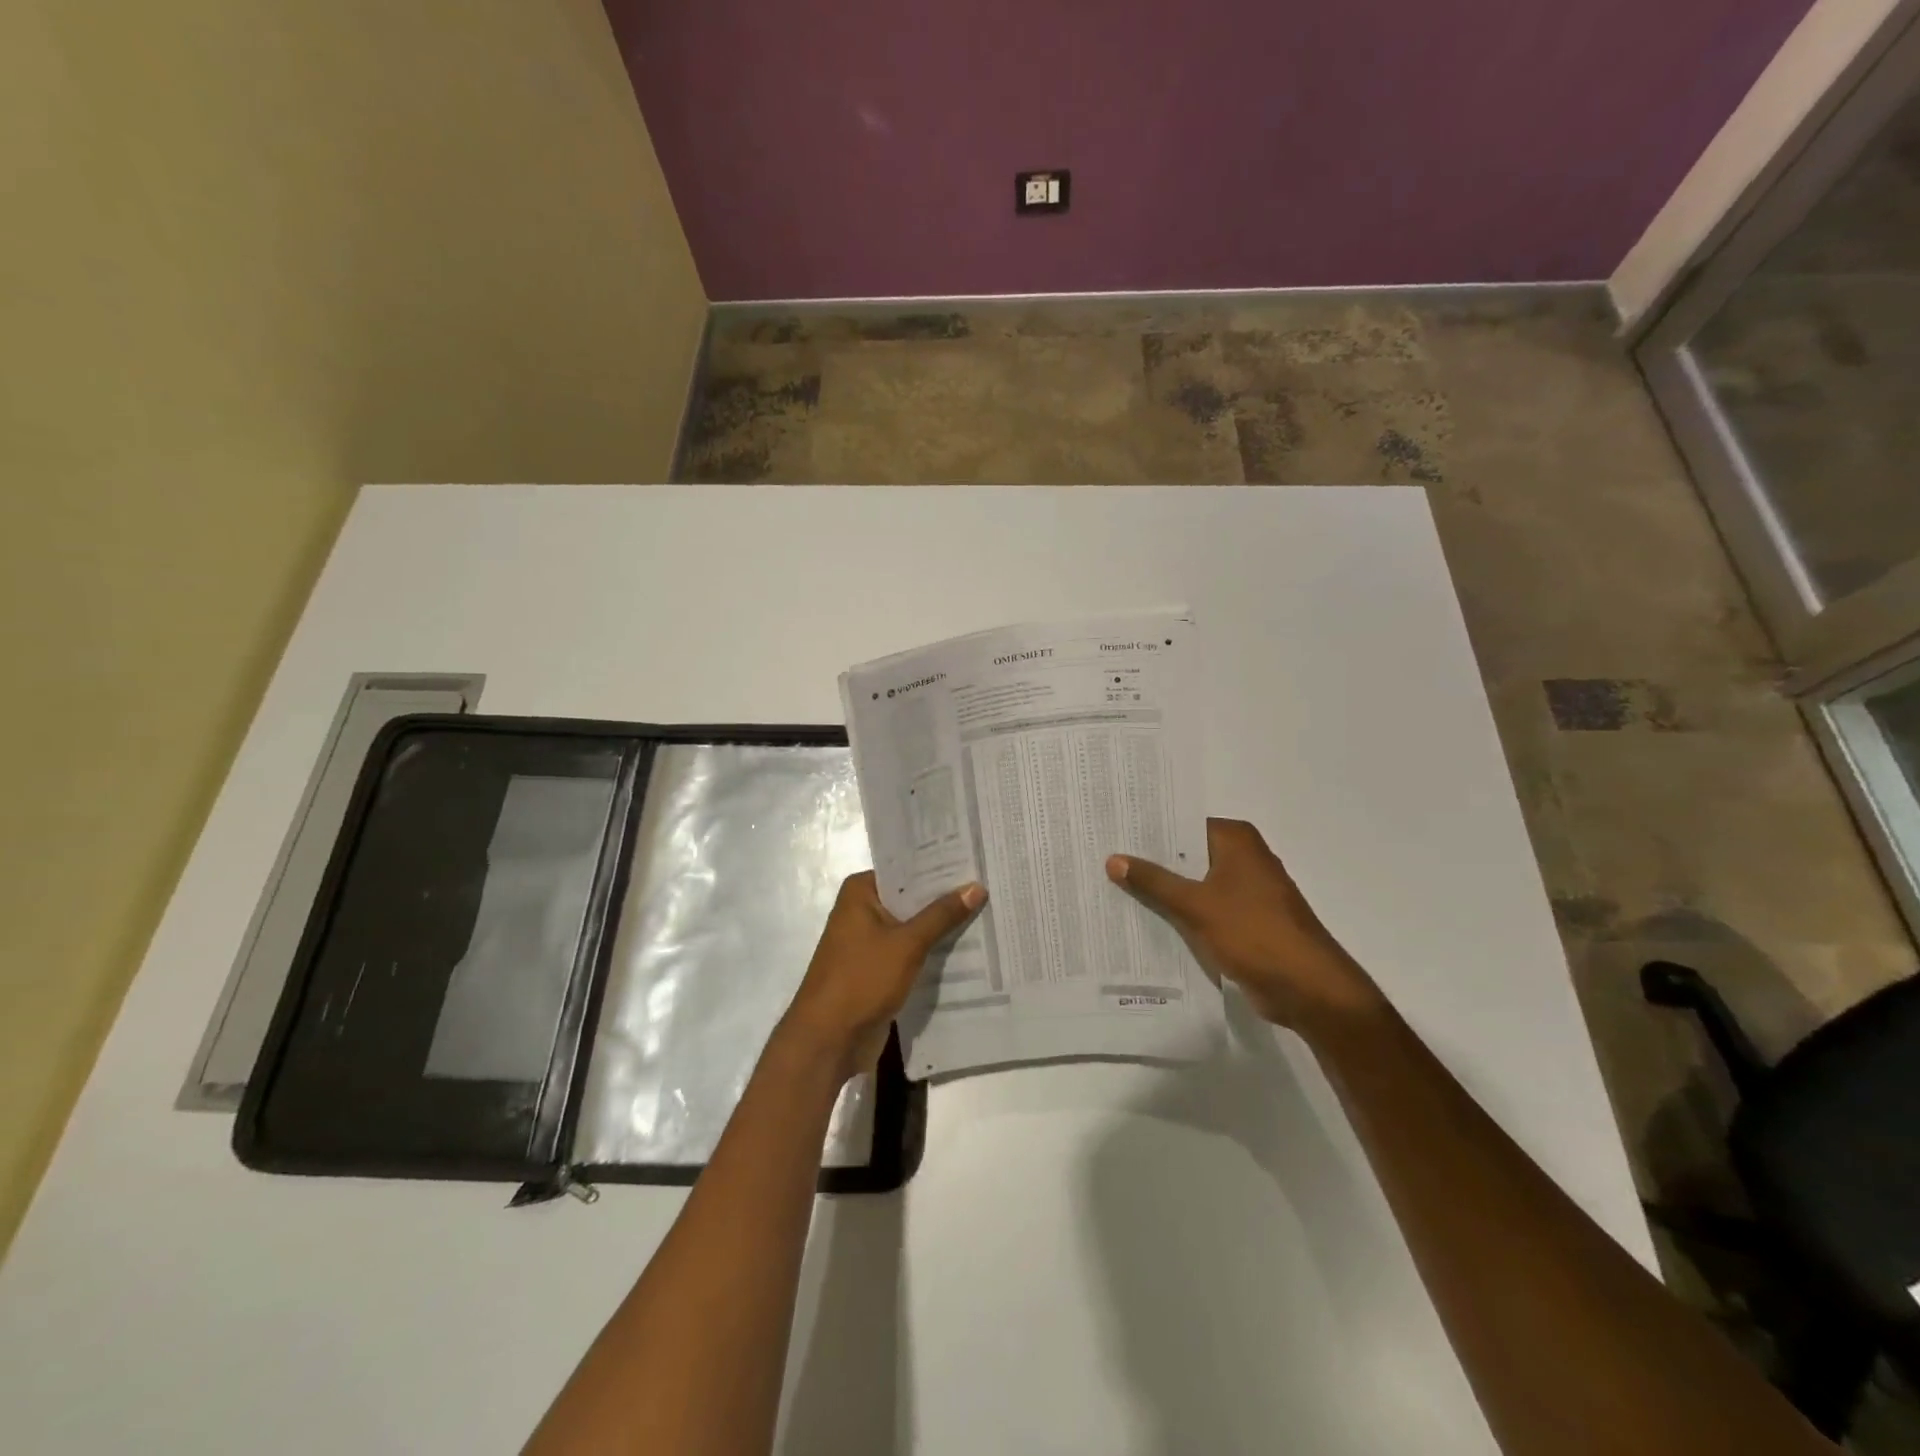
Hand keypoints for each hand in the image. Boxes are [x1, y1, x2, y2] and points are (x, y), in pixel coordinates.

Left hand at [782, 871, 985, 1080]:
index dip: (941, 866)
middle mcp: (863, 910)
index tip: (975, 860)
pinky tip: (968, 947)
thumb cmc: (862, 979)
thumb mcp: (907, 943)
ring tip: (988, 912)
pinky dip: (932, 950)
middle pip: (911, 897)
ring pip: (913, 926)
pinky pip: (910, 951)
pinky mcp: (878, 968)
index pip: (907, 869)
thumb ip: (942, 915)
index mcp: (861, 892)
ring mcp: (869, 941)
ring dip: (941, 926)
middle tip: (990, 885)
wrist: (828, 1040)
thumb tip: (976, 886)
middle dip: (946, 897)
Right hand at [1107, 819, 1382, 1032]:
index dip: (1147, 828)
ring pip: (1192, 882)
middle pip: (1186, 853)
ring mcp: (1245, 890)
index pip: (1182, 823)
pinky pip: (1202, 907)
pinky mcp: (1244, 920)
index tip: (1110, 830)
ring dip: (1162, 889)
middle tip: (1102, 857)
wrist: (1309, 989)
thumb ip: (1153, 881)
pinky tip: (1142, 917)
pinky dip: (1178, 912)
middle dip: (1149, 860)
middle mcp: (1242, 857)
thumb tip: (1113, 858)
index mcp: (1236, 840)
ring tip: (1111, 885)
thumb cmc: (1254, 933)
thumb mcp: (1196, 905)